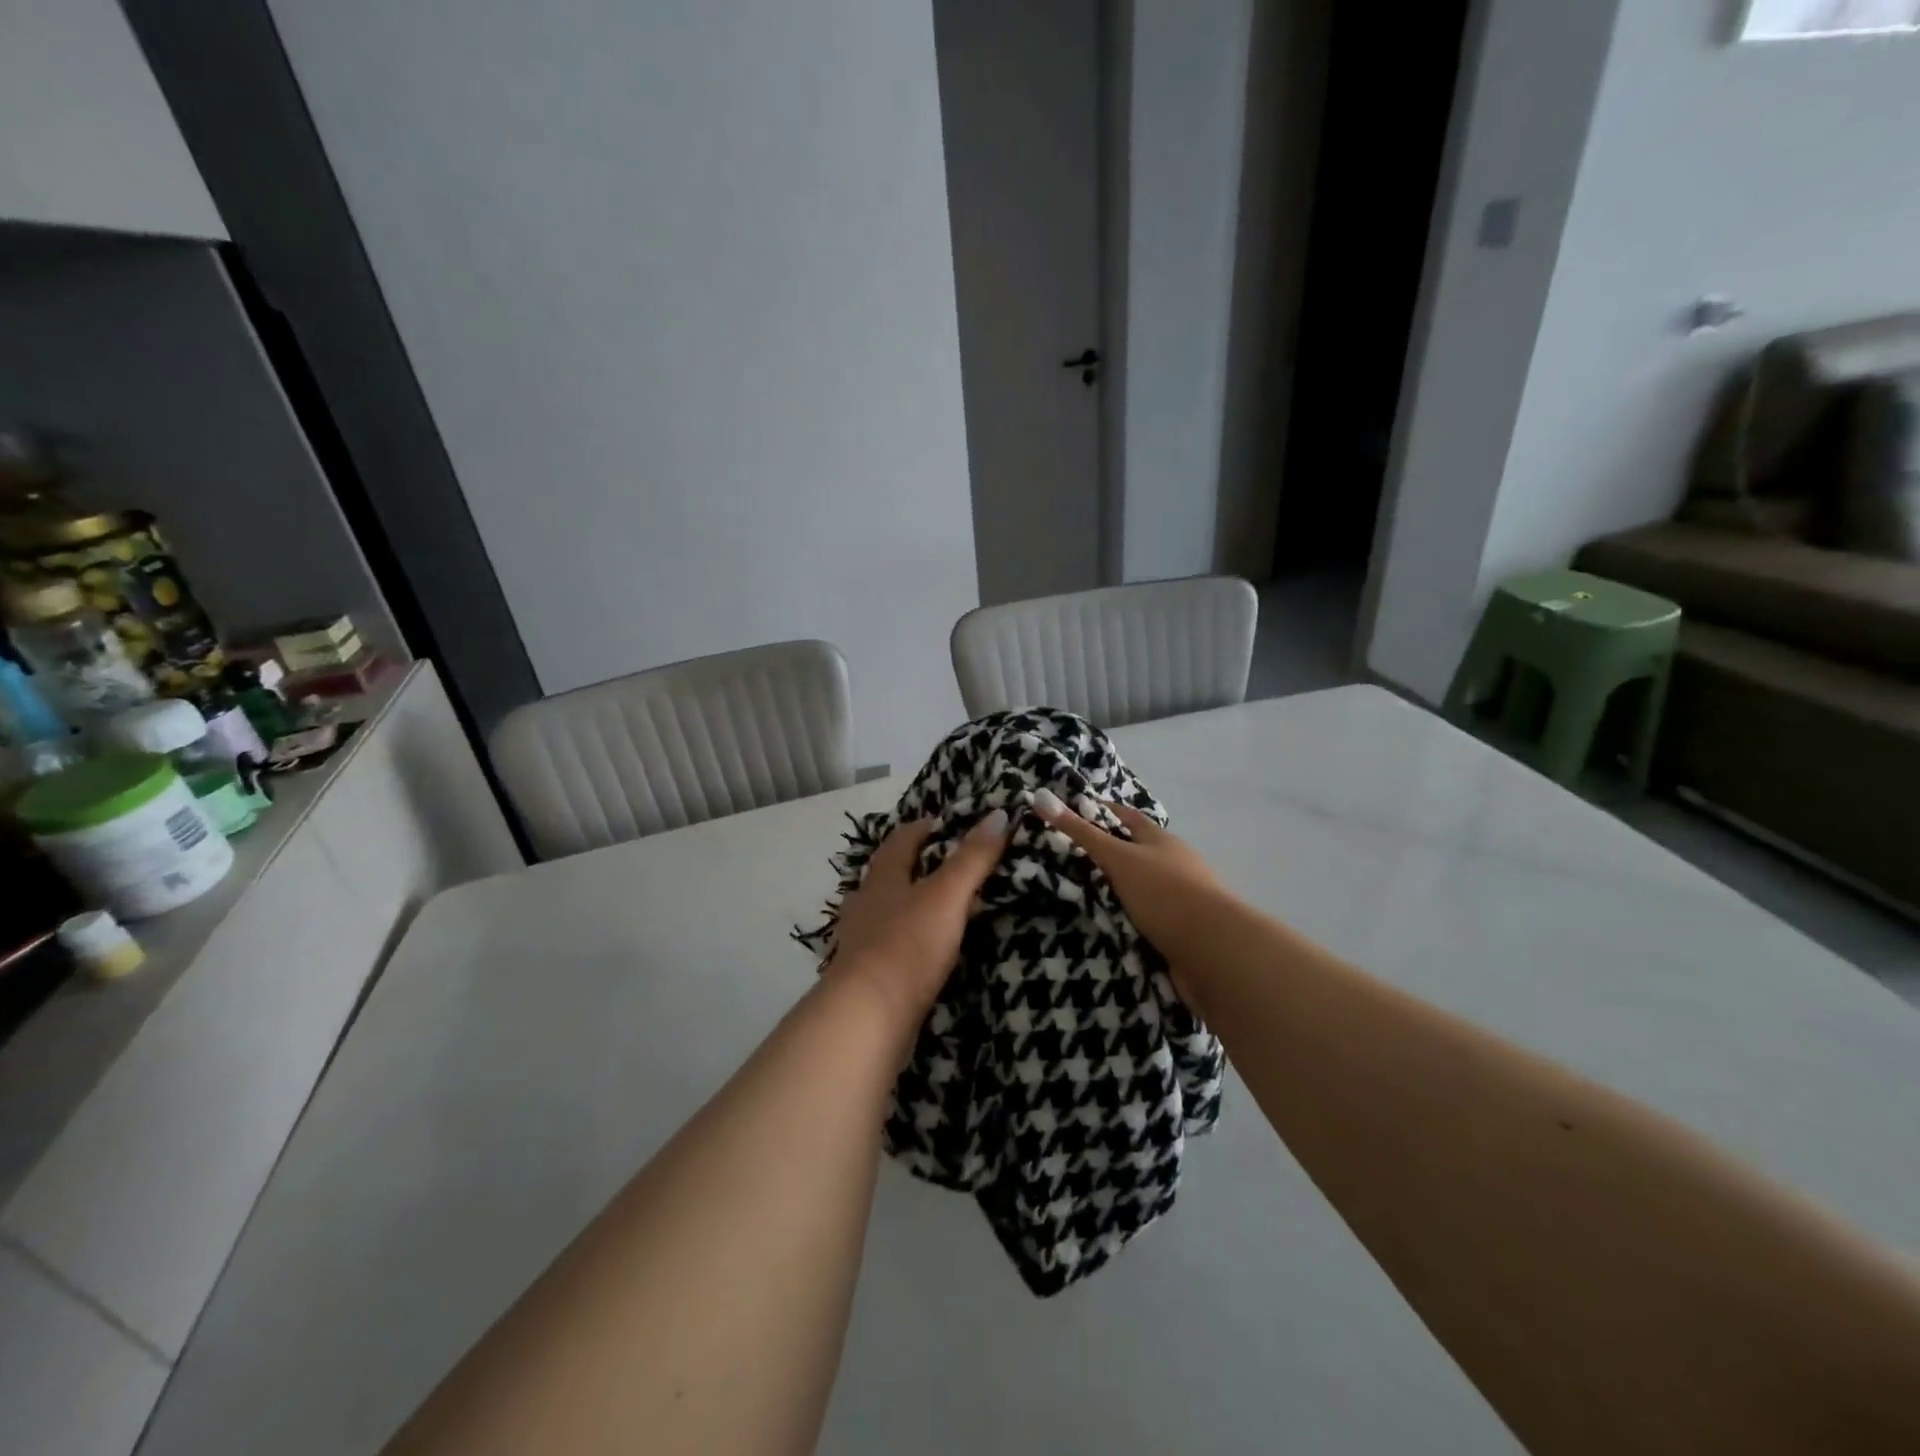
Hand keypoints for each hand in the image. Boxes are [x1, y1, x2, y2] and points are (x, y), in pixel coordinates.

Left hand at [827, 811, 1010, 1032]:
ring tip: (942, 907)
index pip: (900, 841)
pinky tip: (925, 952)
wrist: (868, 1018)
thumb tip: (999, 814)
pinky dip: (909, 941)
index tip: (944, 822)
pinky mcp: (867, 978)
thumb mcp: (947, 895)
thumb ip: (972, 858)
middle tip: (949, 863)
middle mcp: (866, 905)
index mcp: (882, 879)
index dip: (921, 828)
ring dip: (910, 905)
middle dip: (914, 866)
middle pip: (889, 876)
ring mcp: (861, 943)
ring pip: (887, 912)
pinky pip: (890, 948)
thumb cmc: (907, 945)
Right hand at [1030, 790, 1234, 1003]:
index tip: (1076, 811)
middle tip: (1071, 856)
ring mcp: (1181, 901)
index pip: (1129, 818)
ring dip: (1120, 891)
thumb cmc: (1165, 893)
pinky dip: (1129, 920)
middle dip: (1111, 853)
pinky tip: (1109, 927)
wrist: (1212, 951)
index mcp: (1162, 841)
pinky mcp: (1180, 932)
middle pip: (1139, 853)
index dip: (1105, 812)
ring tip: (1083, 895)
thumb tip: (1040, 797)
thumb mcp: (1118, 858)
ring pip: (1144, 889)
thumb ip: (1081, 833)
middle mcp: (1175, 865)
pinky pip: (1147, 920)